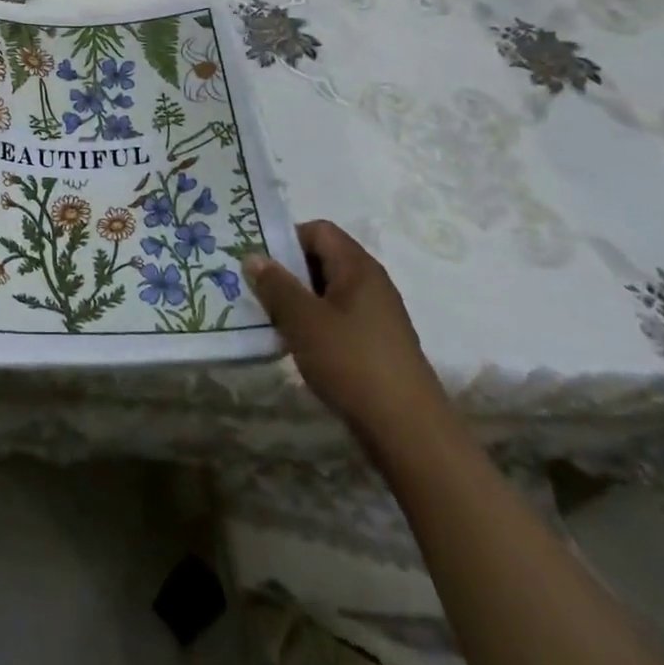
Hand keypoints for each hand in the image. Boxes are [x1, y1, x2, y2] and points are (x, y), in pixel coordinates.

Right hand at [243, 221, 449, 445]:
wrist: (410, 434)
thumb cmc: (353, 363)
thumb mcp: (303, 320)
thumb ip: (275, 285)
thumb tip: (253, 257)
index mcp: (358, 267)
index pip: (318, 230)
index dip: (286, 238)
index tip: (259, 261)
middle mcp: (371, 284)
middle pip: (322, 260)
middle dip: (287, 272)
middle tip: (255, 290)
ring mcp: (376, 317)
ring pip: (327, 293)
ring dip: (297, 302)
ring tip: (270, 320)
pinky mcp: (376, 347)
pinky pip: (337, 320)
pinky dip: (314, 326)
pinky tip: (296, 347)